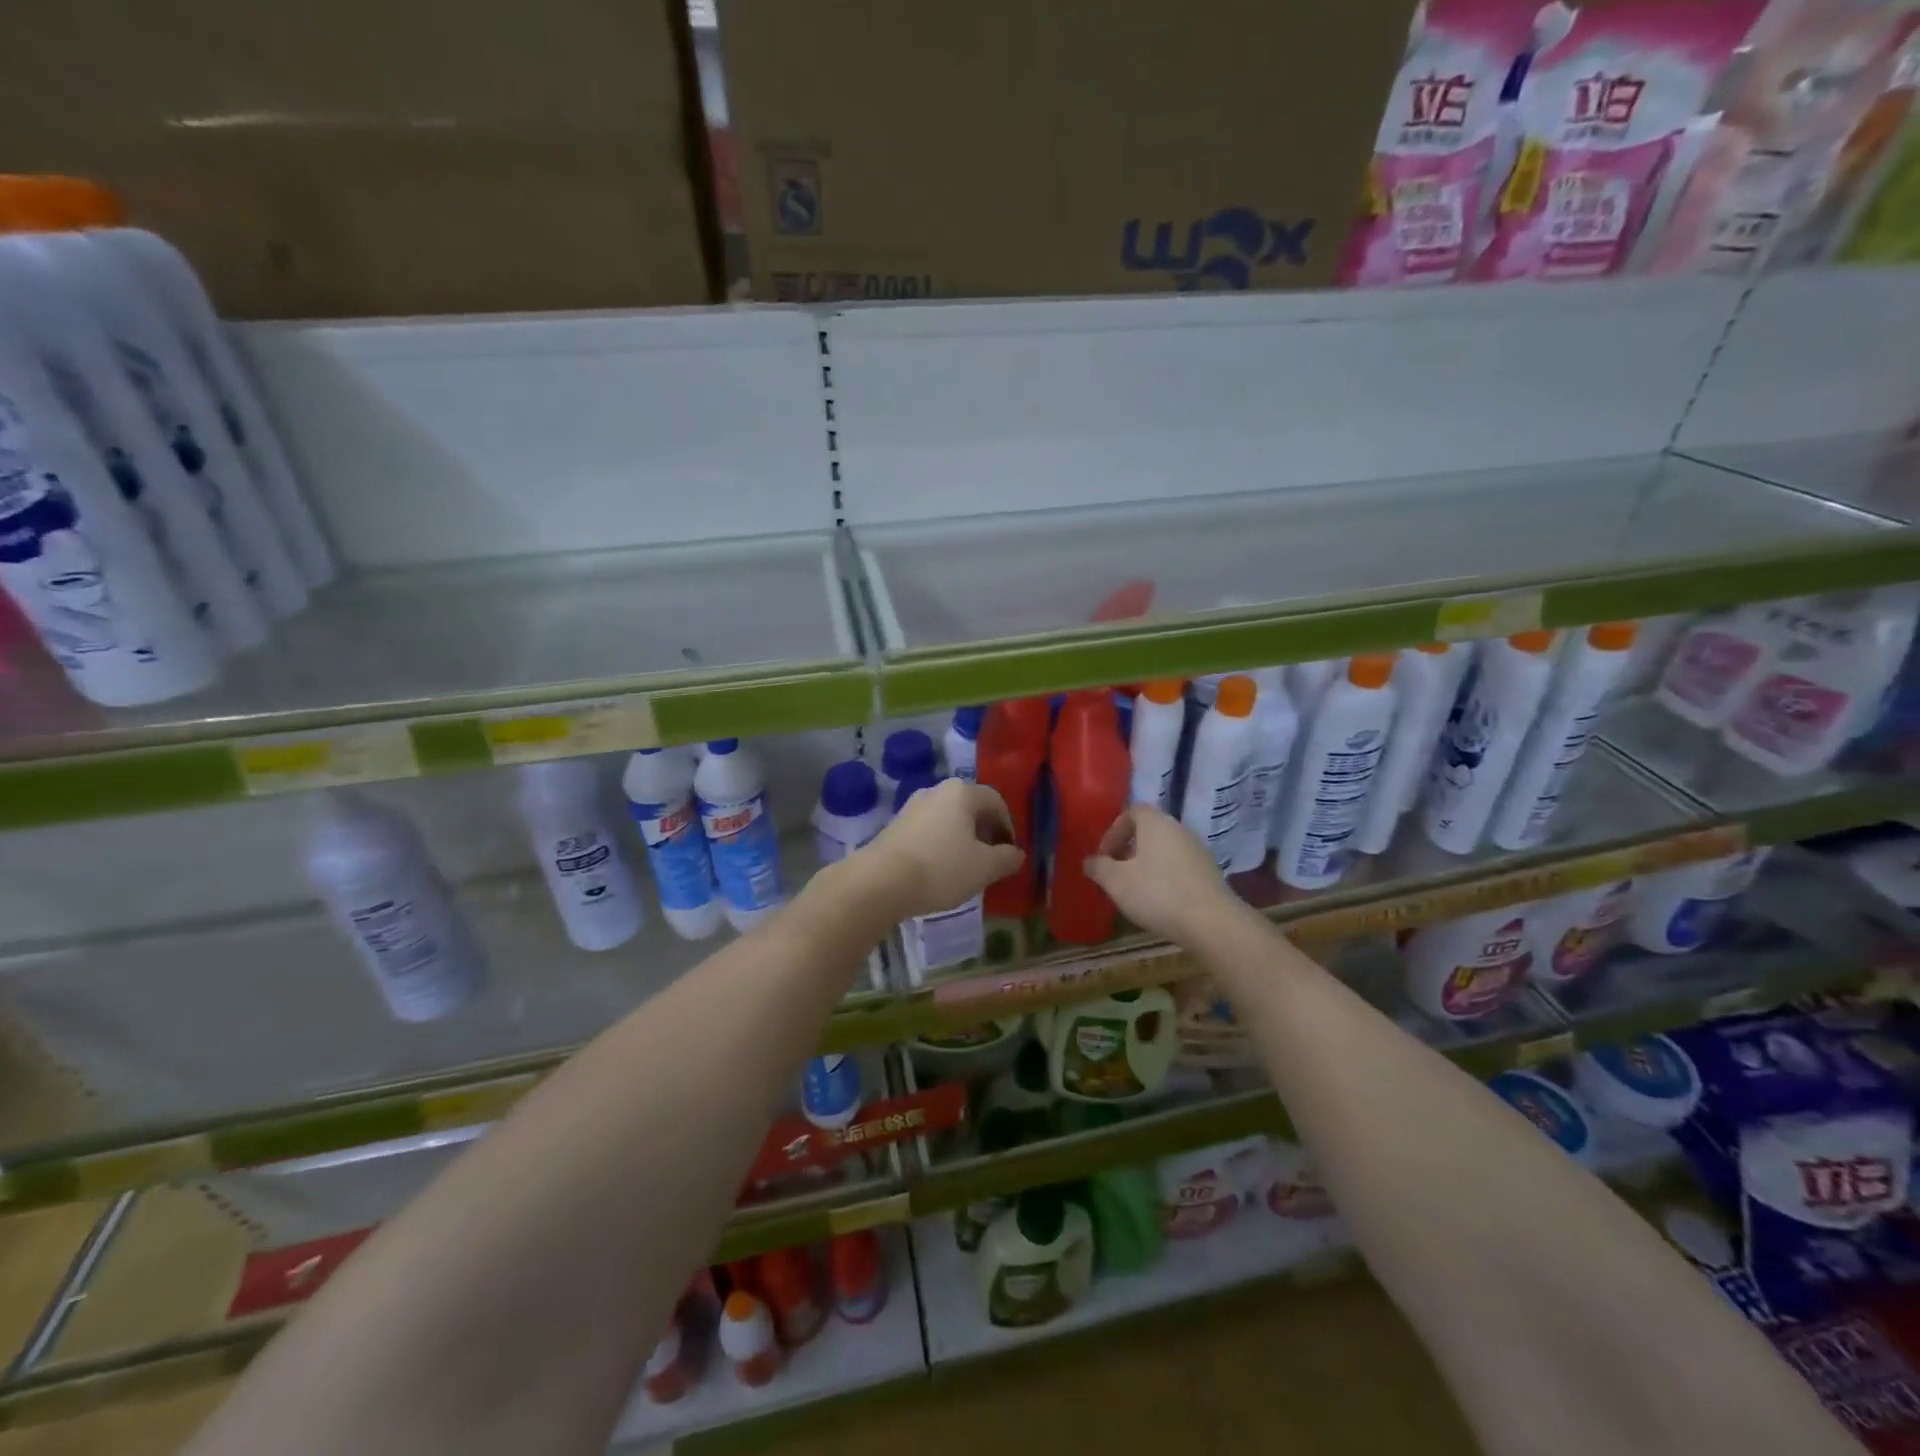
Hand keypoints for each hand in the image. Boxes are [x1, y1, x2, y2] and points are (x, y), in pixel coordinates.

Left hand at [858, 779, 1025, 920]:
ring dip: (961, 839)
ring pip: (949, 819)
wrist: (880, 881)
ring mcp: (913, 806)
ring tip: (964, 868)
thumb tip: (1016, 853)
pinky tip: (938, 869)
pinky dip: (940, 844)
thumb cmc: (941, 869)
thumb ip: (1007, 858)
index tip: (1008, 854)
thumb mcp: (985, 868)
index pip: (997, 802)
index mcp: (963, 792)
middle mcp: (937, 790)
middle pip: (971, 808)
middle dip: (984, 833)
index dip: (1008, 828)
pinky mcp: (896, 824)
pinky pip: (929, 830)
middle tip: (989, 861)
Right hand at [1084, 806, 1241, 944]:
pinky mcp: (1209, 873)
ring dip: (1146, 865)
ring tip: (1134, 890)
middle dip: (1128, 850)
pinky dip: (1164, 877)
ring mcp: (1197, 851)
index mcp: (1156, 823)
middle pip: (1149, 831)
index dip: (1114, 831)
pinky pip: (1179, 867)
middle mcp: (1179, 829)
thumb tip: (1090, 861)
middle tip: (1115, 873)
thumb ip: (1099, 867)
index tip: (1104, 856)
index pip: (1132, 811)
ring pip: (1164, 850)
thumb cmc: (1157, 893)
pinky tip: (1158, 901)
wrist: (1211, 922)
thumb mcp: (1116, 881)